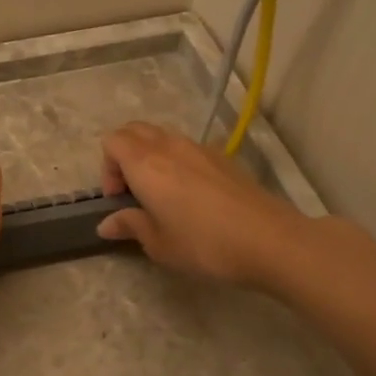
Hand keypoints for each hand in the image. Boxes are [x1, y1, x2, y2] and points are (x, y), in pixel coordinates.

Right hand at [98, 122, 311, 290]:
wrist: (269, 240)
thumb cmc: (204, 244)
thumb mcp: (158, 243)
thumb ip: (130, 225)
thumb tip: (106, 223)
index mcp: (145, 164)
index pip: (112, 141)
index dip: (106, 168)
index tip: (118, 199)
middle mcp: (169, 146)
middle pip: (134, 130)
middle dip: (124, 155)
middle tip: (133, 192)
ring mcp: (199, 148)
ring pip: (162, 136)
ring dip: (151, 156)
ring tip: (161, 194)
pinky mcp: (223, 157)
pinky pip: (187, 148)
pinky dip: (176, 161)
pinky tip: (191, 196)